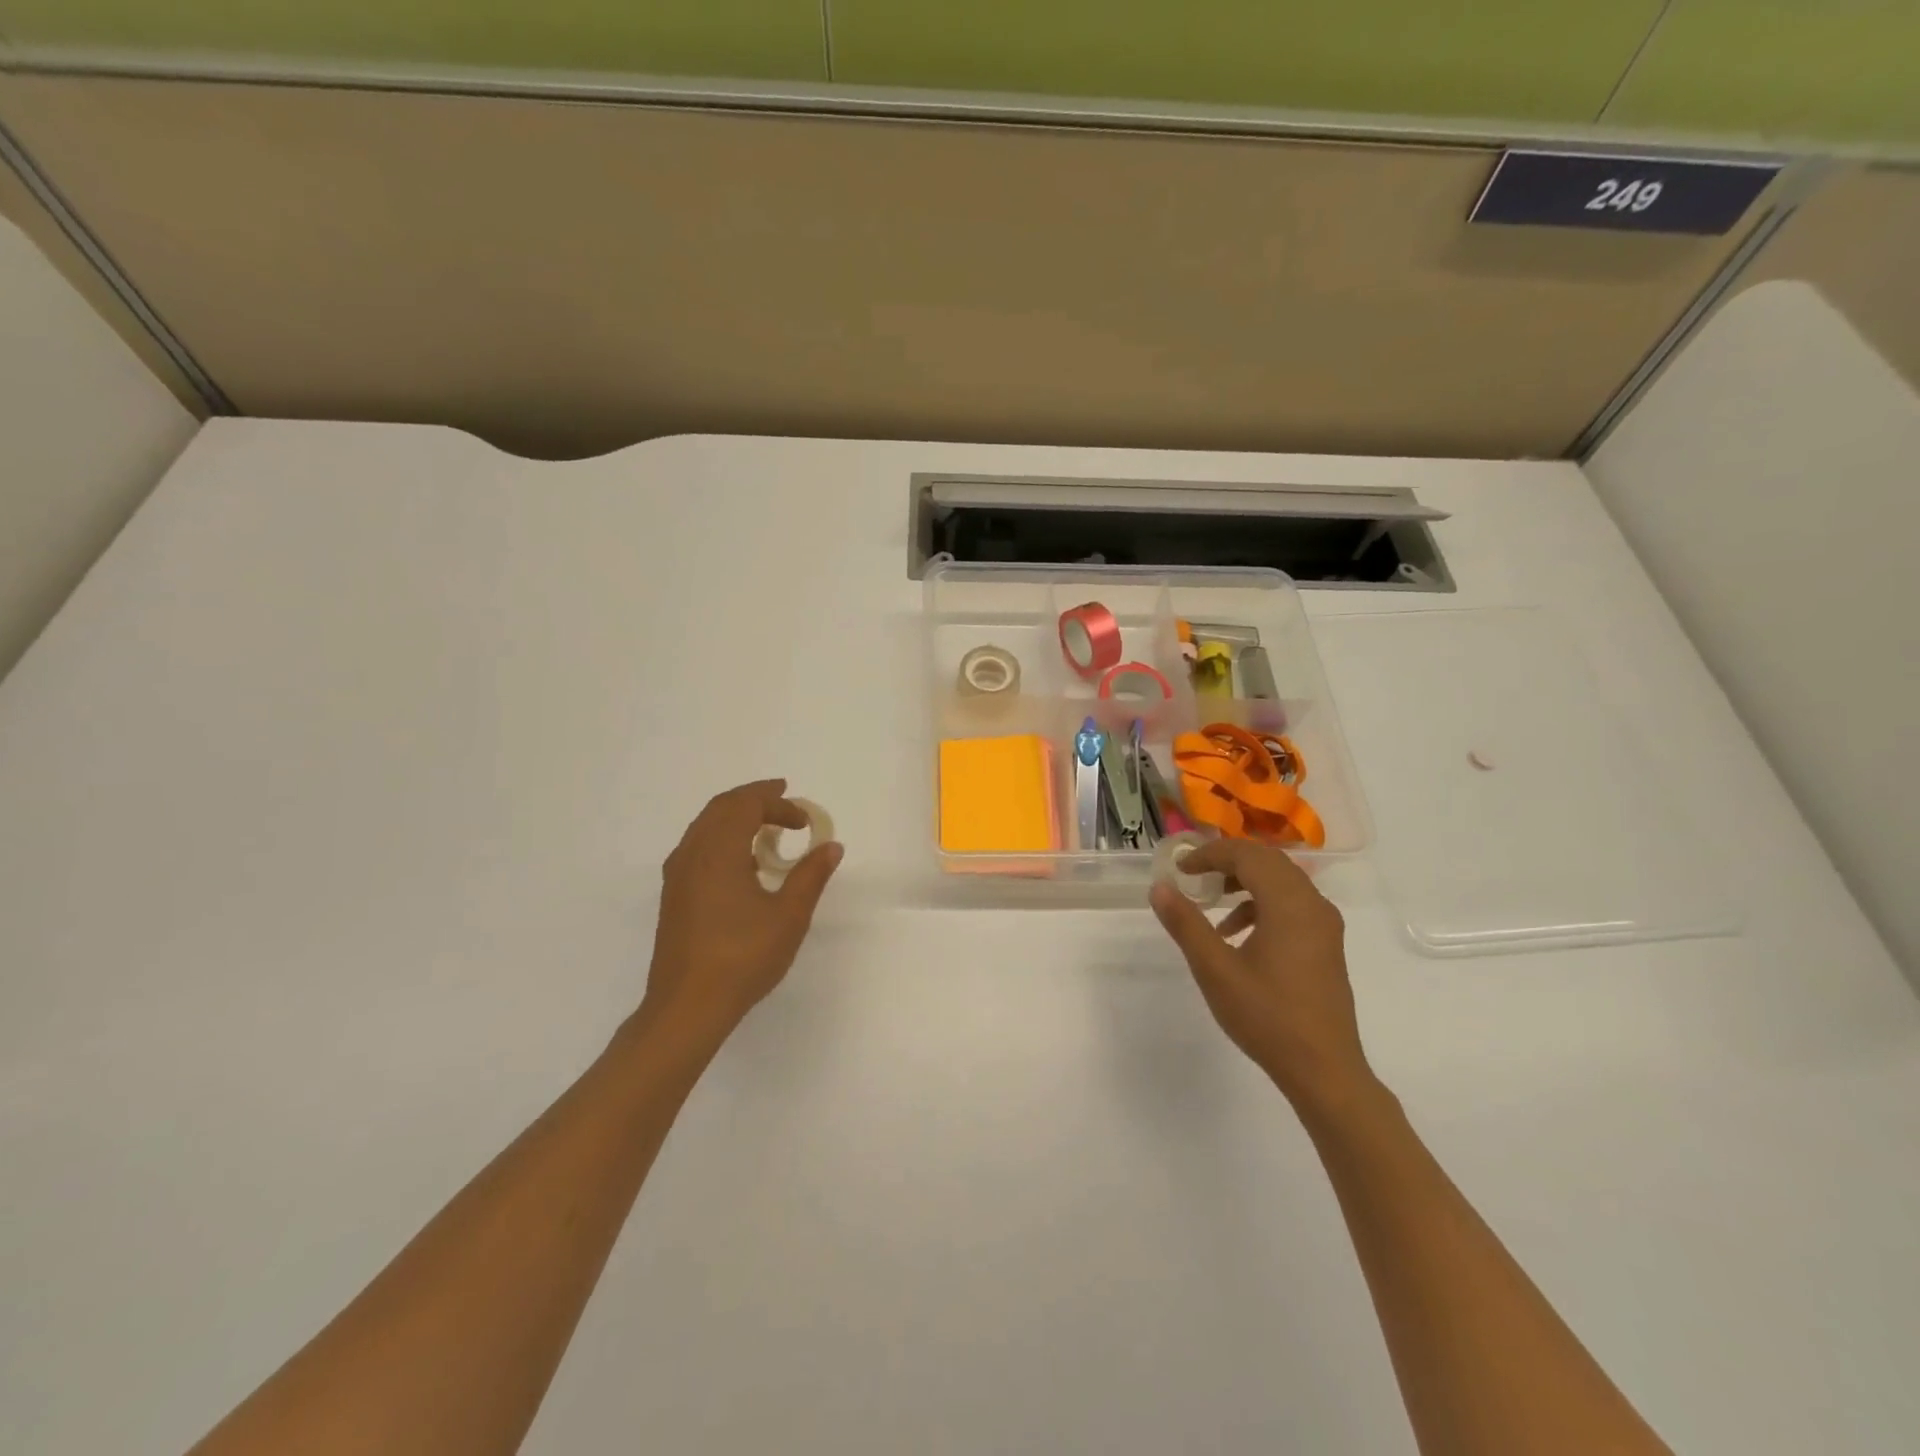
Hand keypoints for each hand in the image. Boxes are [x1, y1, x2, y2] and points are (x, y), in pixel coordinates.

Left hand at [640, 779, 842, 1040]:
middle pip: (721, 807)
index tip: (805, 822)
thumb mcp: (789, 916)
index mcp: (718, 851)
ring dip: (736, 816)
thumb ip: (811, 875)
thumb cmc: (742, 958)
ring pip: (705, 826)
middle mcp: (692, 854)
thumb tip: (831, 846)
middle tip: (783, 798)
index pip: (747, 806)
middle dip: (754, 798)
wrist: (687, 1007)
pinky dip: (722, 837)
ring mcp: (677, 876)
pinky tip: (741, 862)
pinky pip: (697, 847)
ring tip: (766, 827)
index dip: (778, 804)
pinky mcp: (673, 896)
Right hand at [1150, 839, 1372, 1108]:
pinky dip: (1262, 903)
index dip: (1210, 854)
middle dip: (1227, 862)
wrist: (1324, 1070)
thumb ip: (1186, 923)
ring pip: (1282, 881)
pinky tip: (1238, 934)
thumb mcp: (1215, 969)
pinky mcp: (1326, 943)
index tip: (1180, 869)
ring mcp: (1324, 924)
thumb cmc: (1267, 1017)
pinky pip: (1292, 903)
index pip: (1247, 855)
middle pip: (1267, 861)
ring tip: (1212, 903)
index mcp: (1289, 903)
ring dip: (1245, 881)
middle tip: (1194, 875)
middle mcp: (1313, 904)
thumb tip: (1159, 887)